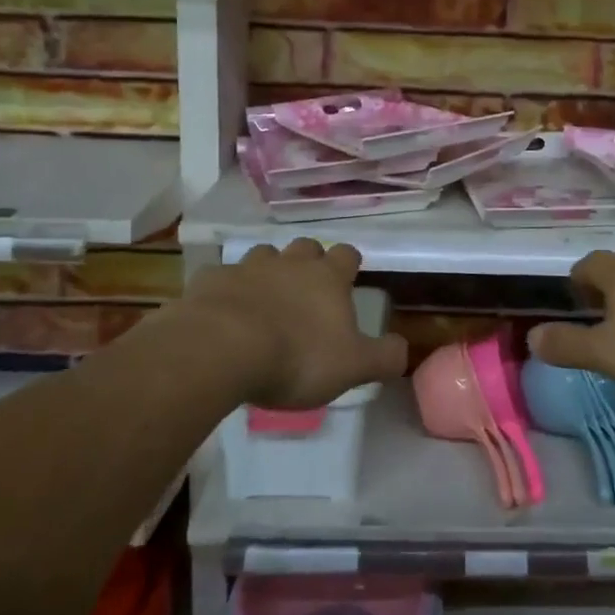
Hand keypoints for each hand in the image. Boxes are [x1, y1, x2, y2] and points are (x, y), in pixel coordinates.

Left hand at [182, 240, 407, 408]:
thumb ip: (384, 357)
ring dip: (267, 272)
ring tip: (264, 300)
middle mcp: (290, 263)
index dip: (348, 265)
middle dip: (308, 262)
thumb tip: (404, 349)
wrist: (220, 350)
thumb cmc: (296, 357)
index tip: (347, 280)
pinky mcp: (210, 281)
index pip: (347, 255)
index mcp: (327, 277)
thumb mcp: (353, 367)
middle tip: (306, 291)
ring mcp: (247, 268)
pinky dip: (227, 291)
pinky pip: (222, 278)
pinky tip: (223, 314)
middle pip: (305, 248)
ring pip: (263, 256)